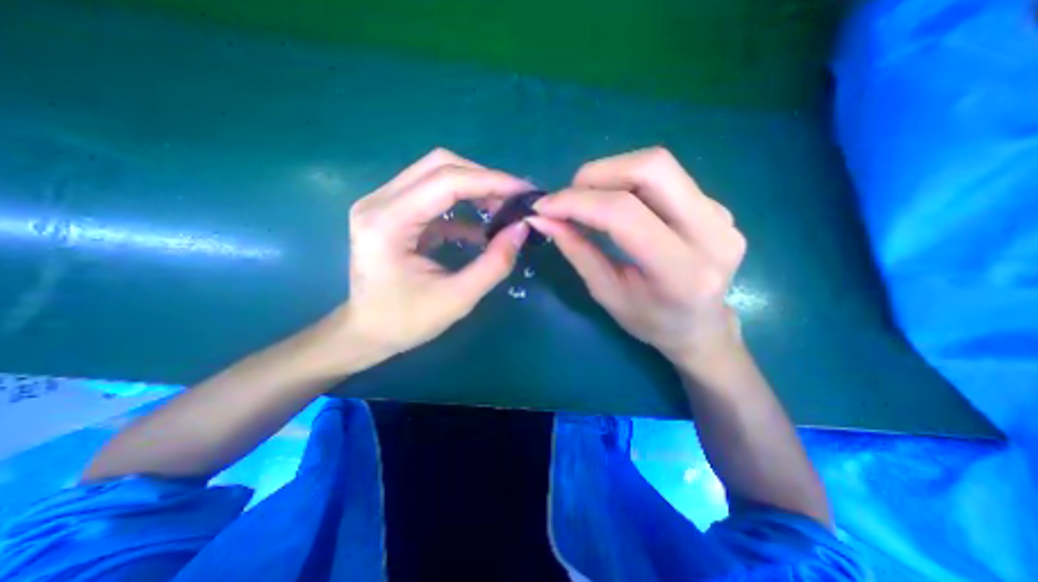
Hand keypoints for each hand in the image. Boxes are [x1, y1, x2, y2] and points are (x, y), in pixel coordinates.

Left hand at [316, 147, 528, 369]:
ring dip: (474, 187)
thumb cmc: (406, 321)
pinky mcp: (392, 212)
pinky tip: (481, 227)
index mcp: (388, 223)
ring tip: (503, 209)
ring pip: (437, 174)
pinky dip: (462, 204)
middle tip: (514, 200)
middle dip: (484, 179)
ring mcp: (382, 204)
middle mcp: (379, 202)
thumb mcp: (458, 298)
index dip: (491, 181)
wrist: (366, 332)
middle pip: (440, 165)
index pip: (446, 181)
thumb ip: (495, 263)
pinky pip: (433, 194)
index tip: (525, 192)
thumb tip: (522, 228)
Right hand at [529, 147, 746, 369]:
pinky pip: (666, 177)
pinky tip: (615, 204)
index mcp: (681, 272)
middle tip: (569, 197)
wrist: (701, 326)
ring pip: (659, 166)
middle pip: (651, 169)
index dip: (577, 202)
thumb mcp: (607, 293)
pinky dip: (628, 182)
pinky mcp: (718, 205)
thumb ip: (577, 251)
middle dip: (597, 174)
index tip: (544, 206)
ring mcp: (721, 214)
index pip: (624, 214)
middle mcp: (711, 234)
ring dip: (611, 174)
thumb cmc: (650, 321)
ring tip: (587, 200)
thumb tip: (543, 218)